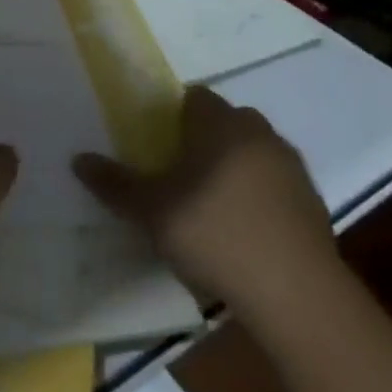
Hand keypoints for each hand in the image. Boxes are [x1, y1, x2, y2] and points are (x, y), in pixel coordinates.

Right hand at [73, 88, 333, 304]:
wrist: (297, 295)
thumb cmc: (215, 235)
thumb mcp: (151, 212)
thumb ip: (115, 184)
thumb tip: (78, 159)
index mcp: (220, 123)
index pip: (195, 97)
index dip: (174, 114)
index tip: (157, 141)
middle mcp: (258, 133)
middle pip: (226, 122)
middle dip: (205, 139)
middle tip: (179, 172)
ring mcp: (291, 167)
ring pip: (254, 152)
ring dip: (235, 167)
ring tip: (211, 204)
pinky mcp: (313, 203)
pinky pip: (276, 185)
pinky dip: (260, 197)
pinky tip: (244, 231)